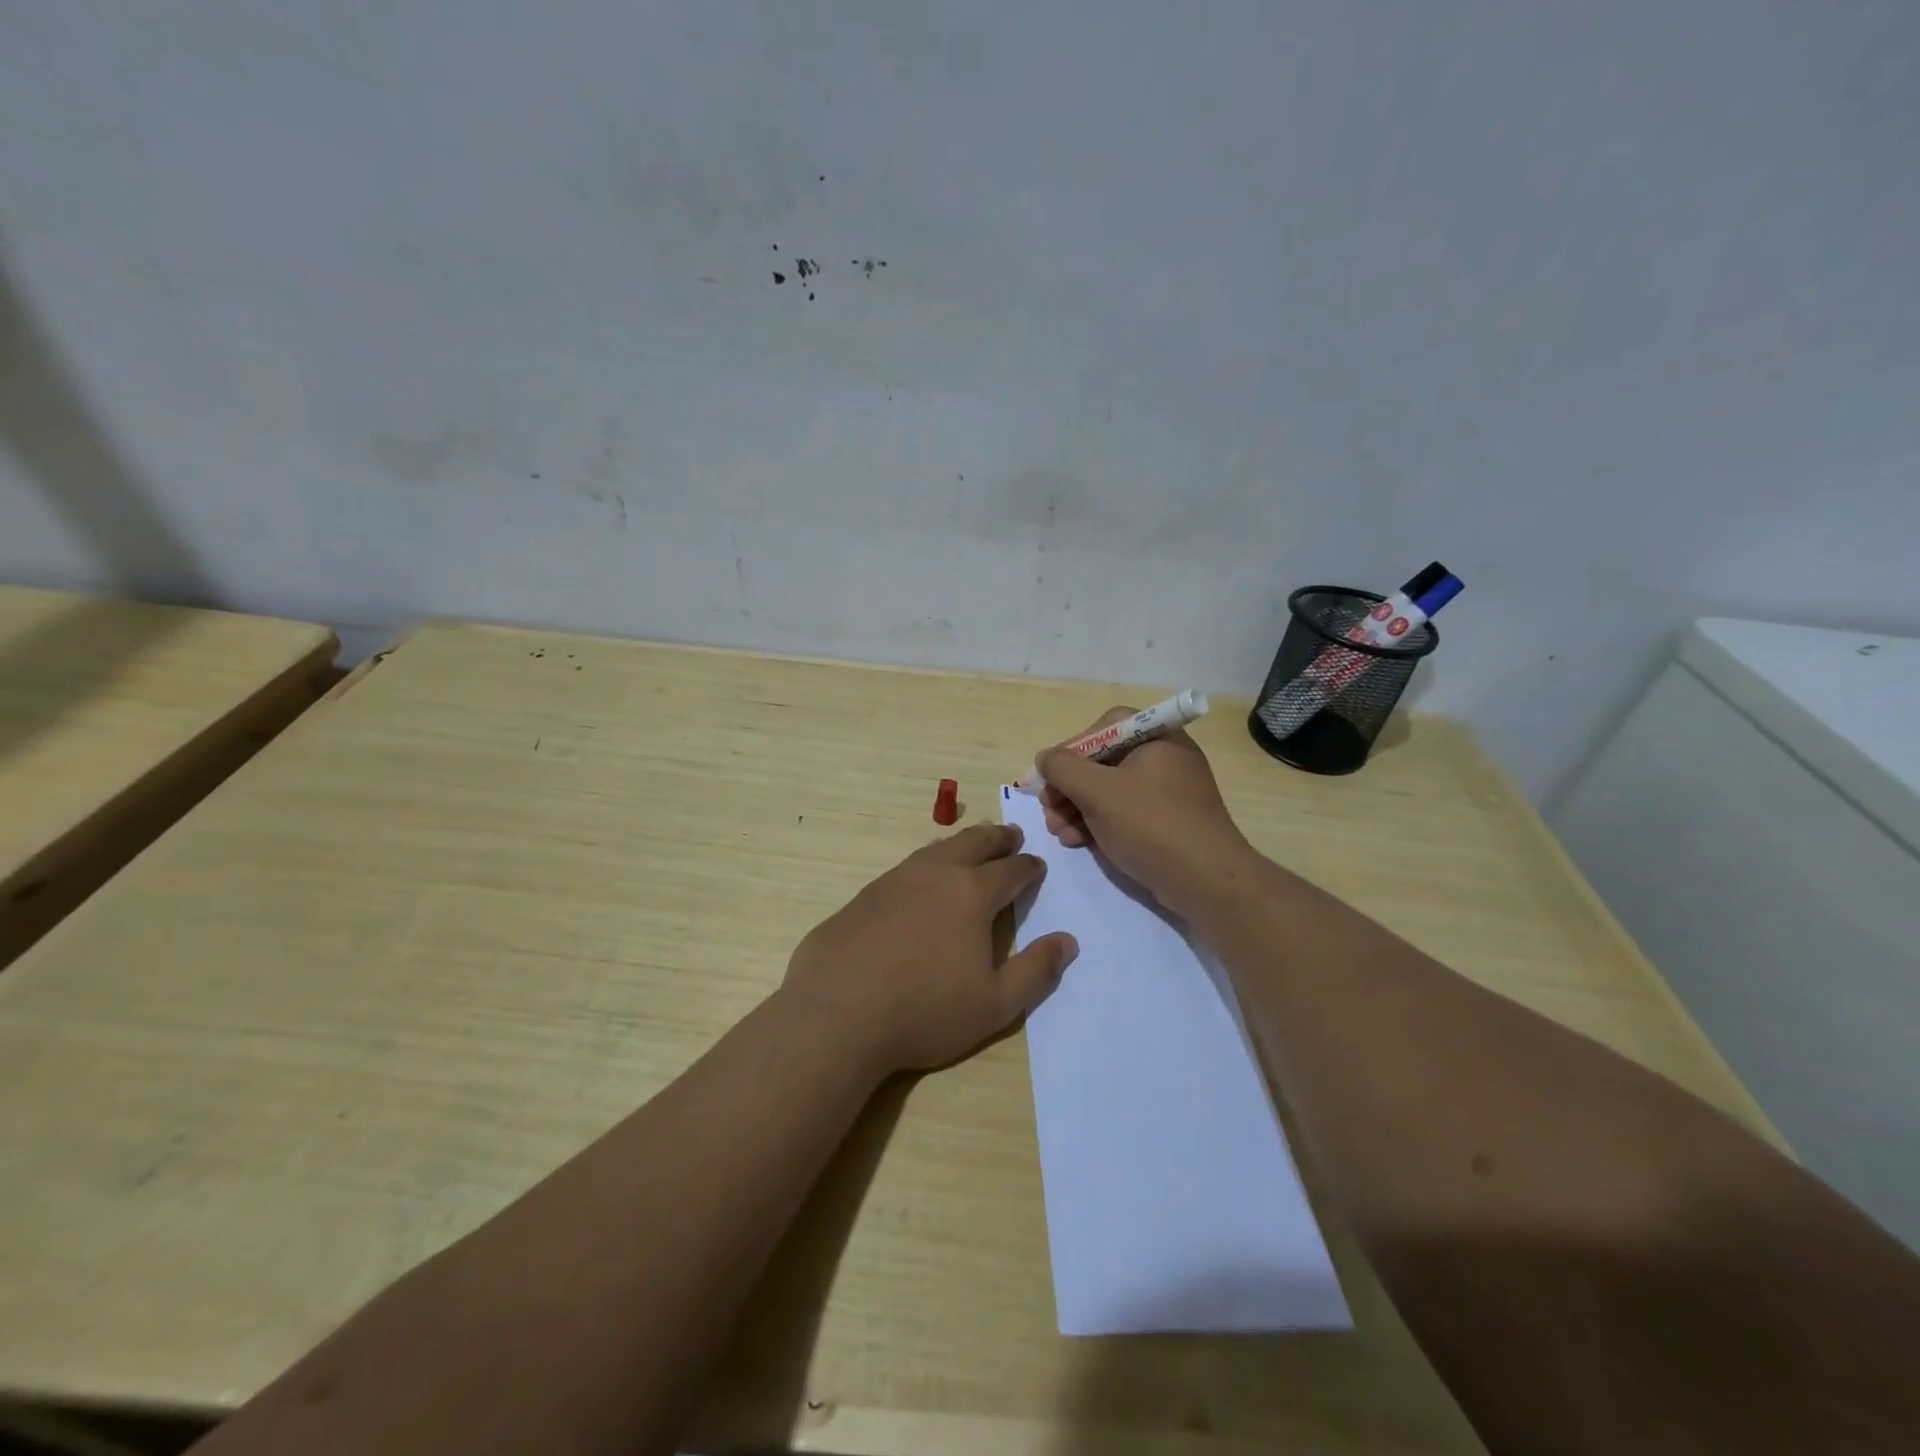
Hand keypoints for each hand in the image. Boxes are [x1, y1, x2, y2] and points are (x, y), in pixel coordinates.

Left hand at [780, 823, 1079, 1074]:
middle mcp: (936, 874)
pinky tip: (922, 875)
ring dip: (961, 844)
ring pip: (938, 849)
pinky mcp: (866, 894)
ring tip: (972, 844)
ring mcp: (896, 880)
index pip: (1011, 870)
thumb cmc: (925, 1011)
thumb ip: (1035, 971)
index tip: (1037, 866)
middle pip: (974, 843)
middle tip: (1011, 835)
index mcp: (972, 894)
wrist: (837, 1014)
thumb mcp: (995, 1005)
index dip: (1029, 867)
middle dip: (997, 838)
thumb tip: (1068, 941)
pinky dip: (928, 862)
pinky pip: (907, 866)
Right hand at [1037, 708, 1257, 919]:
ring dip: (1077, 807)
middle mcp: (1165, 758)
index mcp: (1156, 738)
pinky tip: (1077, 841)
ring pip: (1110, 790)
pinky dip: (1098, 822)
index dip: (1071, 748)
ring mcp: (1168, 792)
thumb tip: (1045, 758)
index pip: (1104, 727)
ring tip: (1057, 831)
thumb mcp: (1098, 791)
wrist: (1206, 881)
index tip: (1050, 776)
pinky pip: (1124, 812)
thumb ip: (1063, 768)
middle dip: (1069, 786)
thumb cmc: (1151, 824)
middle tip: (1048, 808)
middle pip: (1104, 761)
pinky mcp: (1167, 822)